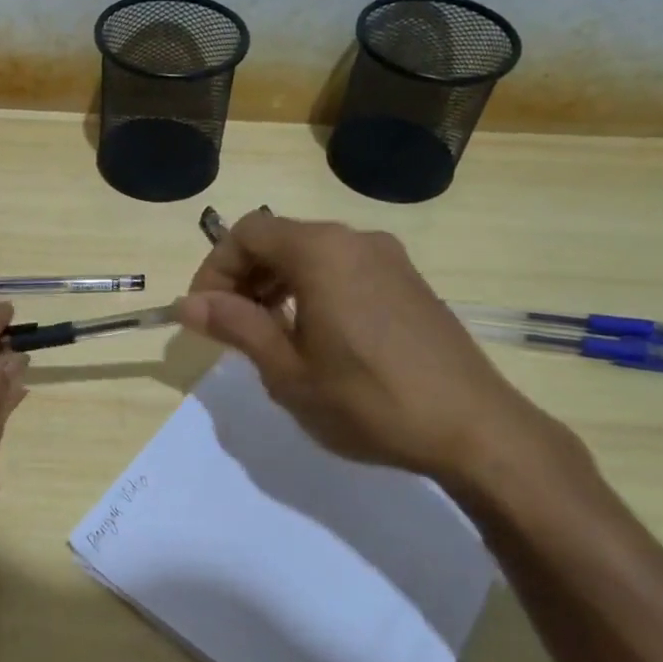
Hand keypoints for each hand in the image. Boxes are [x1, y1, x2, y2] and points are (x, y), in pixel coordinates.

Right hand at [175, 211, 564, 485]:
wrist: (475, 429)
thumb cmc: (368, 401)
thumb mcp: (288, 371)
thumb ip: (236, 326)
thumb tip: (187, 303)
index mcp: (321, 251)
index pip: (246, 233)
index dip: (215, 268)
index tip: (204, 313)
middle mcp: (355, 240)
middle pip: (279, 238)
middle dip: (244, 276)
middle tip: (230, 328)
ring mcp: (388, 258)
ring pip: (312, 253)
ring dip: (277, 284)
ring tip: (269, 336)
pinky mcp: (409, 281)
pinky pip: (344, 268)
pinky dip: (312, 289)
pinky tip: (315, 337)